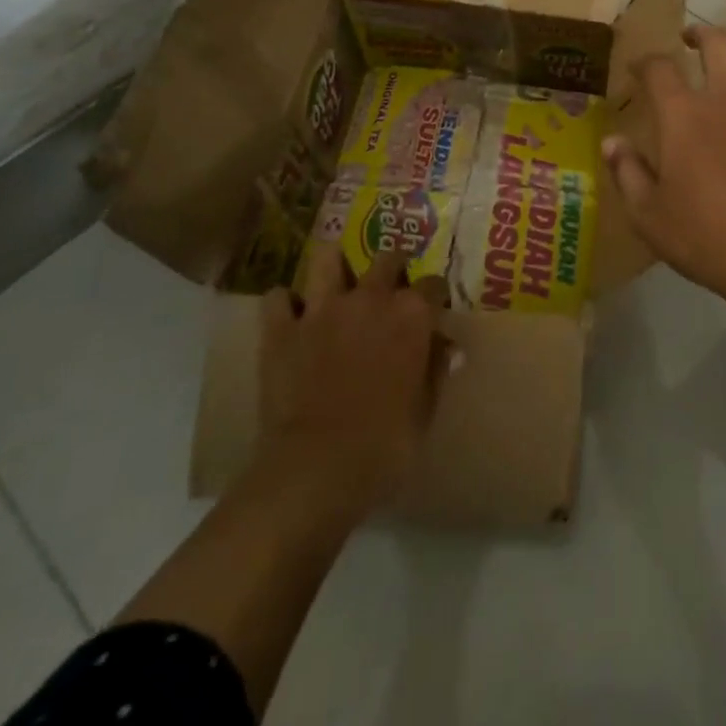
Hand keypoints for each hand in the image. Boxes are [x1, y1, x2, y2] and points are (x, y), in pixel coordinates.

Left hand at [255, 246, 454, 527]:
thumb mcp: (426, 410)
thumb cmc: (386, 443)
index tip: (434, 310)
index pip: (434, 284)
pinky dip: (285, 304)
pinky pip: (277, 298)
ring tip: (338, 281)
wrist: (317, 467)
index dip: (435, 296)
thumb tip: (448, 346)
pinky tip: (292, 316)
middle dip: (392, 267)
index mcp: (412, 314)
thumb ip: (436, 369)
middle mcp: (370, 297)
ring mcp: (322, 309)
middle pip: (387, 257)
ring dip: (334, 265)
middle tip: (390, 288)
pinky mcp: (281, 329)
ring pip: (327, 258)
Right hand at [601, 25, 725, 303]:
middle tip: (692, 40)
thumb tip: (613, 142)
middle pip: (718, 44)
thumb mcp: (650, 216)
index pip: (659, 67)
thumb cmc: (708, 237)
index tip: (638, 68)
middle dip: (702, 35)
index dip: (645, 61)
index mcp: (684, 115)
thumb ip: (628, 172)